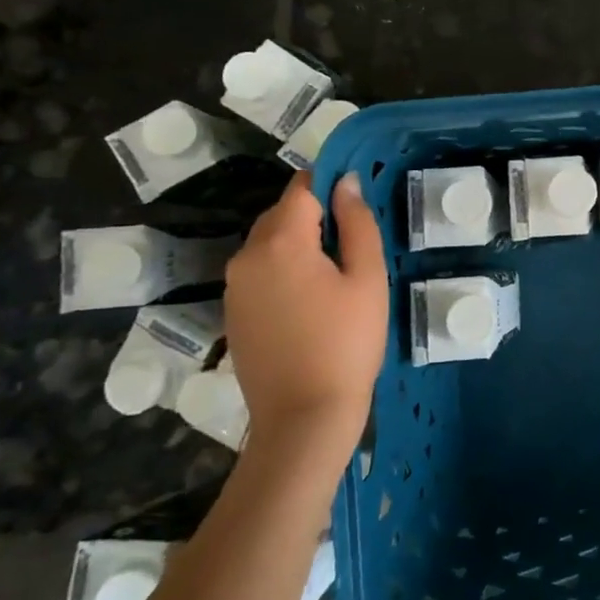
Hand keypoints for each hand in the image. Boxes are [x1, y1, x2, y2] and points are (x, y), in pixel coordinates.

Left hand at [223, 172, 388, 435]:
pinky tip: (311, 302)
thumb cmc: (347, 342)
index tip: (359, 201)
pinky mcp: (233, 313)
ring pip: (269, 244)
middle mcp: (246, 256)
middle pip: (282, 214)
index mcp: (281, 242)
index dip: (331, 184)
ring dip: (300, 245)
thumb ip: (358, 223)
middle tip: (355, 245)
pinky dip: (284, 271)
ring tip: (336, 276)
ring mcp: (234, 287)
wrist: (304, 417)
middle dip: (316, 217)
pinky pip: (260, 273)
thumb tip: (348, 182)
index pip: (302, 188)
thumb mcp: (367, 278)